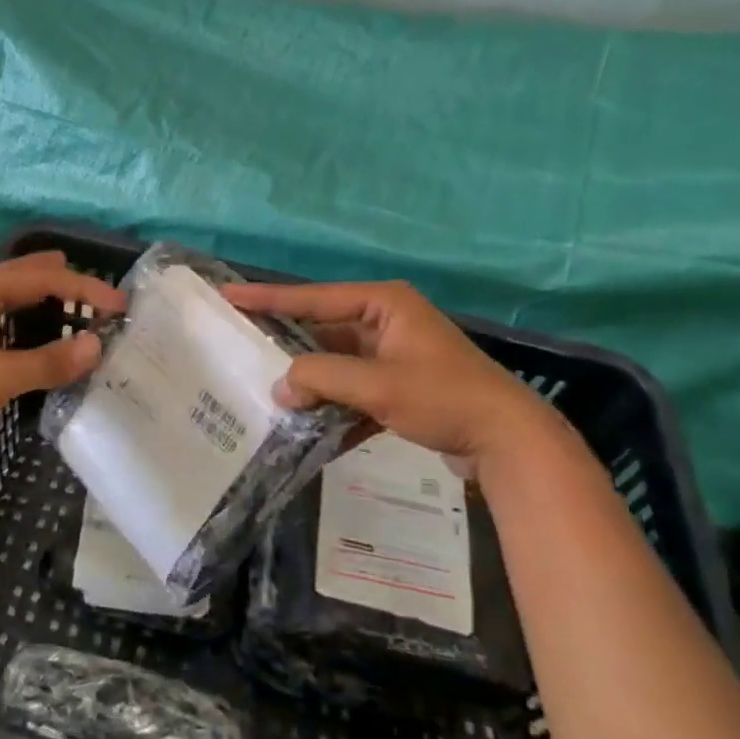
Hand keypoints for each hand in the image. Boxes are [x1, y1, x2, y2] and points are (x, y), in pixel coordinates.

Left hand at [0, 251, 126, 458]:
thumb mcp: (0, 376)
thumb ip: (49, 361)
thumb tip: (96, 345)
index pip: (44, 279)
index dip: (85, 289)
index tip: (119, 305)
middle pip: (23, 277)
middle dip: (59, 278)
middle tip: (93, 285)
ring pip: (9, 300)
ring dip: (41, 300)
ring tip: (67, 303)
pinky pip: (0, 324)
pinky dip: (25, 325)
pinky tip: (32, 341)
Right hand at [221, 279, 570, 478]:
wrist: (510, 442)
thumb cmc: (444, 398)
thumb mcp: (378, 385)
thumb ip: (322, 379)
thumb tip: (280, 389)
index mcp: (384, 304)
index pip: (313, 297)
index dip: (268, 298)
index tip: (229, 296)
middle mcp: (386, 321)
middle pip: (322, 329)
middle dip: (286, 346)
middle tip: (241, 345)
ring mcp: (393, 354)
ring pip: (336, 363)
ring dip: (310, 382)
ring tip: (267, 392)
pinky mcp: (399, 385)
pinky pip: (353, 388)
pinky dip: (335, 405)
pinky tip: (311, 427)